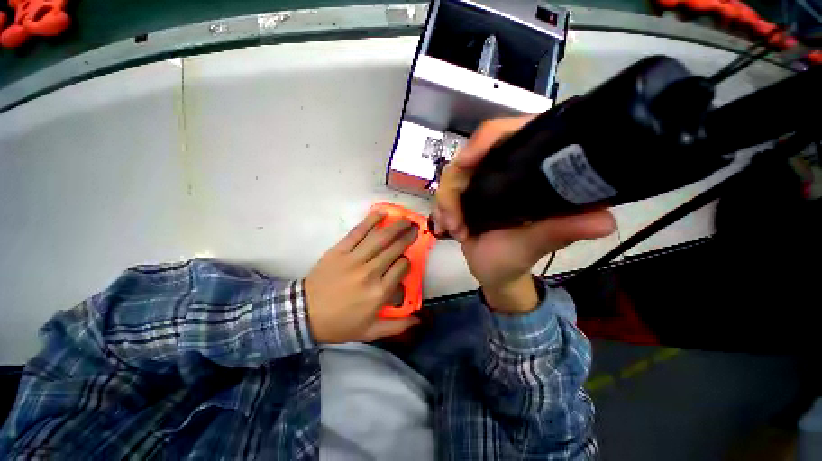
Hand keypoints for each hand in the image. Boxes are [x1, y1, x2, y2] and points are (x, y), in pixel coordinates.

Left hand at [305, 211, 419, 342]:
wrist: (304, 314)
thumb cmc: (340, 324)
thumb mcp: (370, 332)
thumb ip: (397, 326)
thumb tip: (419, 321)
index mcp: (379, 292)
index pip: (402, 267)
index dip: (407, 260)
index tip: (405, 260)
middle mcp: (370, 272)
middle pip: (394, 249)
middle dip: (408, 237)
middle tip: (415, 228)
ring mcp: (354, 259)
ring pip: (380, 238)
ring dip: (396, 227)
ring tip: (405, 220)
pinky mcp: (340, 250)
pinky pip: (358, 232)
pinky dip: (371, 221)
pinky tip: (381, 213)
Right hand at [432, 116, 616, 312]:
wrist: (492, 273)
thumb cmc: (515, 260)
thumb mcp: (534, 245)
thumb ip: (559, 231)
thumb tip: (605, 221)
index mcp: (529, 170)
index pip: (507, 133)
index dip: (484, 140)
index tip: (465, 163)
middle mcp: (504, 170)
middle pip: (469, 156)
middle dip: (455, 189)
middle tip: (456, 221)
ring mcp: (481, 182)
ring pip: (451, 176)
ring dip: (446, 203)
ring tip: (455, 230)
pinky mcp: (465, 194)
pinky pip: (444, 191)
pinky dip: (441, 209)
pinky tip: (446, 226)